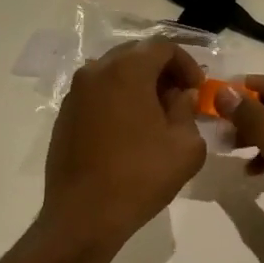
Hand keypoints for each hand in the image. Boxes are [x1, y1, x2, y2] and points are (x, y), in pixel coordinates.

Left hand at [42, 41, 206, 248]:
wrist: (84, 214)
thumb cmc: (140, 177)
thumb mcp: (185, 145)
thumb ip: (188, 110)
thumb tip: (181, 95)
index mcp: (126, 70)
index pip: (162, 47)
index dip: (187, 63)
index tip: (198, 89)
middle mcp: (96, 71)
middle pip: (135, 55)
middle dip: (162, 71)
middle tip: (180, 98)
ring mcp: (75, 92)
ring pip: (114, 73)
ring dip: (138, 85)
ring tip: (156, 115)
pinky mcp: (65, 114)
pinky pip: (97, 93)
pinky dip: (117, 99)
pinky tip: (129, 130)